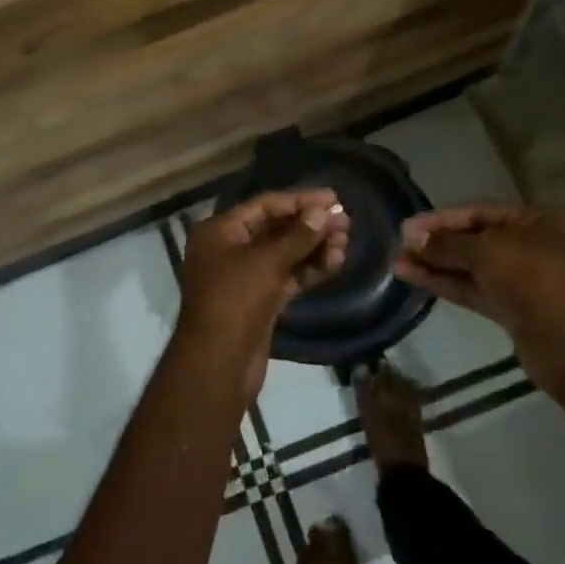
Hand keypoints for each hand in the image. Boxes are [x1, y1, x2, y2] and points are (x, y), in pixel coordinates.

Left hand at [178, 190, 349, 401]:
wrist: (218, 364)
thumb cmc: (235, 301)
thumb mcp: (267, 263)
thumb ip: (298, 236)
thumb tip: (323, 212)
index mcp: (220, 231)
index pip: (264, 205)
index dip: (300, 199)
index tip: (334, 198)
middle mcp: (229, 248)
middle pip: (275, 228)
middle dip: (311, 225)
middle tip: (346, 223)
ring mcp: (244, 276)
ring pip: (284, 254)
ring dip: (314, 248)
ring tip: (345, 244)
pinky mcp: (259, 300)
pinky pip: (287, 276)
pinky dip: (309, 270)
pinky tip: (335, 263)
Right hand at [393, 205, 564, 393]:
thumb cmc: (531, 277)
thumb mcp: (485, 250)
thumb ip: (447, 243)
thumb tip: (414, 239)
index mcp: (537, 221)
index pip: (481, 212)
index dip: (443, 218)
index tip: (409, 227)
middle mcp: (533, 246)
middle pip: (476, 240)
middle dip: (437, 243)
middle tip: (401, 245)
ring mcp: (523, 280)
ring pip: (472, 268)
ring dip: (436, 265)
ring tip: (397, 263)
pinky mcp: (513, 309)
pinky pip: (474, 289)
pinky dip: (446, 283)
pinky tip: (414, 278)